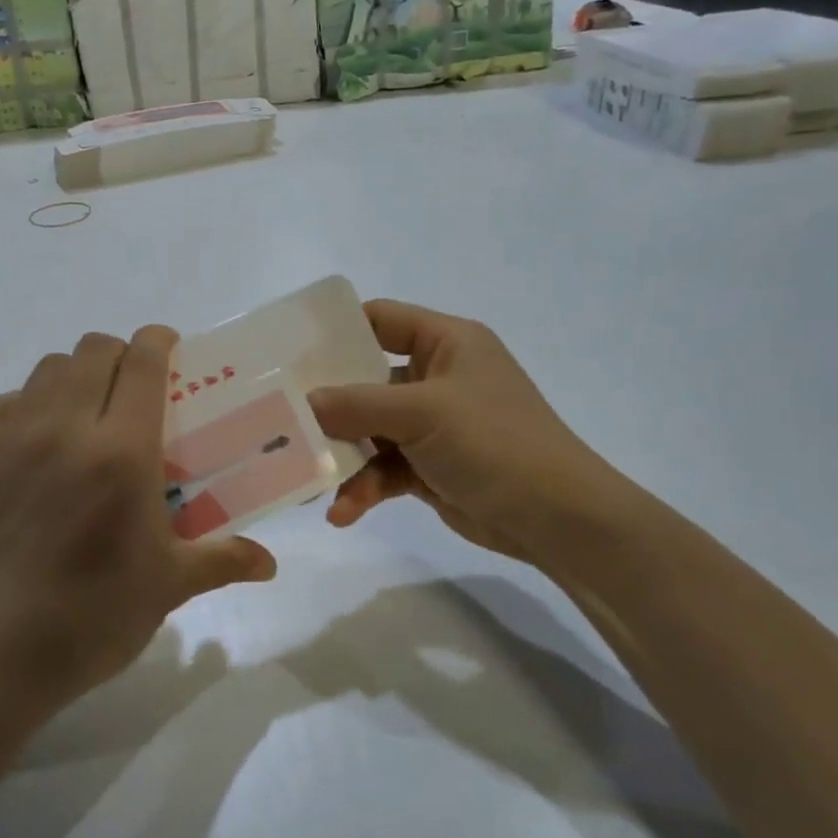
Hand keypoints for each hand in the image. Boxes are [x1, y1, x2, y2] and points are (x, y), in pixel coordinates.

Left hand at [0, 327, 275, 715]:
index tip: (171, 348)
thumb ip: (223, 560)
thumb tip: (271, 564)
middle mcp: (64, 427)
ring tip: (85, 414)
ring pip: (46, 369)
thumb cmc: (92, 616)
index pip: (143, 362)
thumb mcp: (168, 587)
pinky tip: (33, 442)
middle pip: (92, 351)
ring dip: (74, 376)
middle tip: (133, 391)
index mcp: (122, 450)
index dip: (159, 342)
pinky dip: (25, 406)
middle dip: (120, 356)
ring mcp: (9, 438)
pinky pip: (1, 404)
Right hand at [308, 300, 628, 569]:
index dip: (336, 332)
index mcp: (446, 343)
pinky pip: (384, 469)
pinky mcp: (429, 466)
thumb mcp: (424, 412)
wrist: (556, 517)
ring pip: (370, 432)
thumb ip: (358, 404)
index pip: (380, 319)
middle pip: (365, 380)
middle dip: (328, 406)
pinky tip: (343, 513)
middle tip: (281, 420)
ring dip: (343, 457)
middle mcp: (436, 377)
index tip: (288, 353)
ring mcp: (432, 425)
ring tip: (308, 482)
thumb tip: (304, 402)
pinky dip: (364, 488)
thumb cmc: (494, 442)